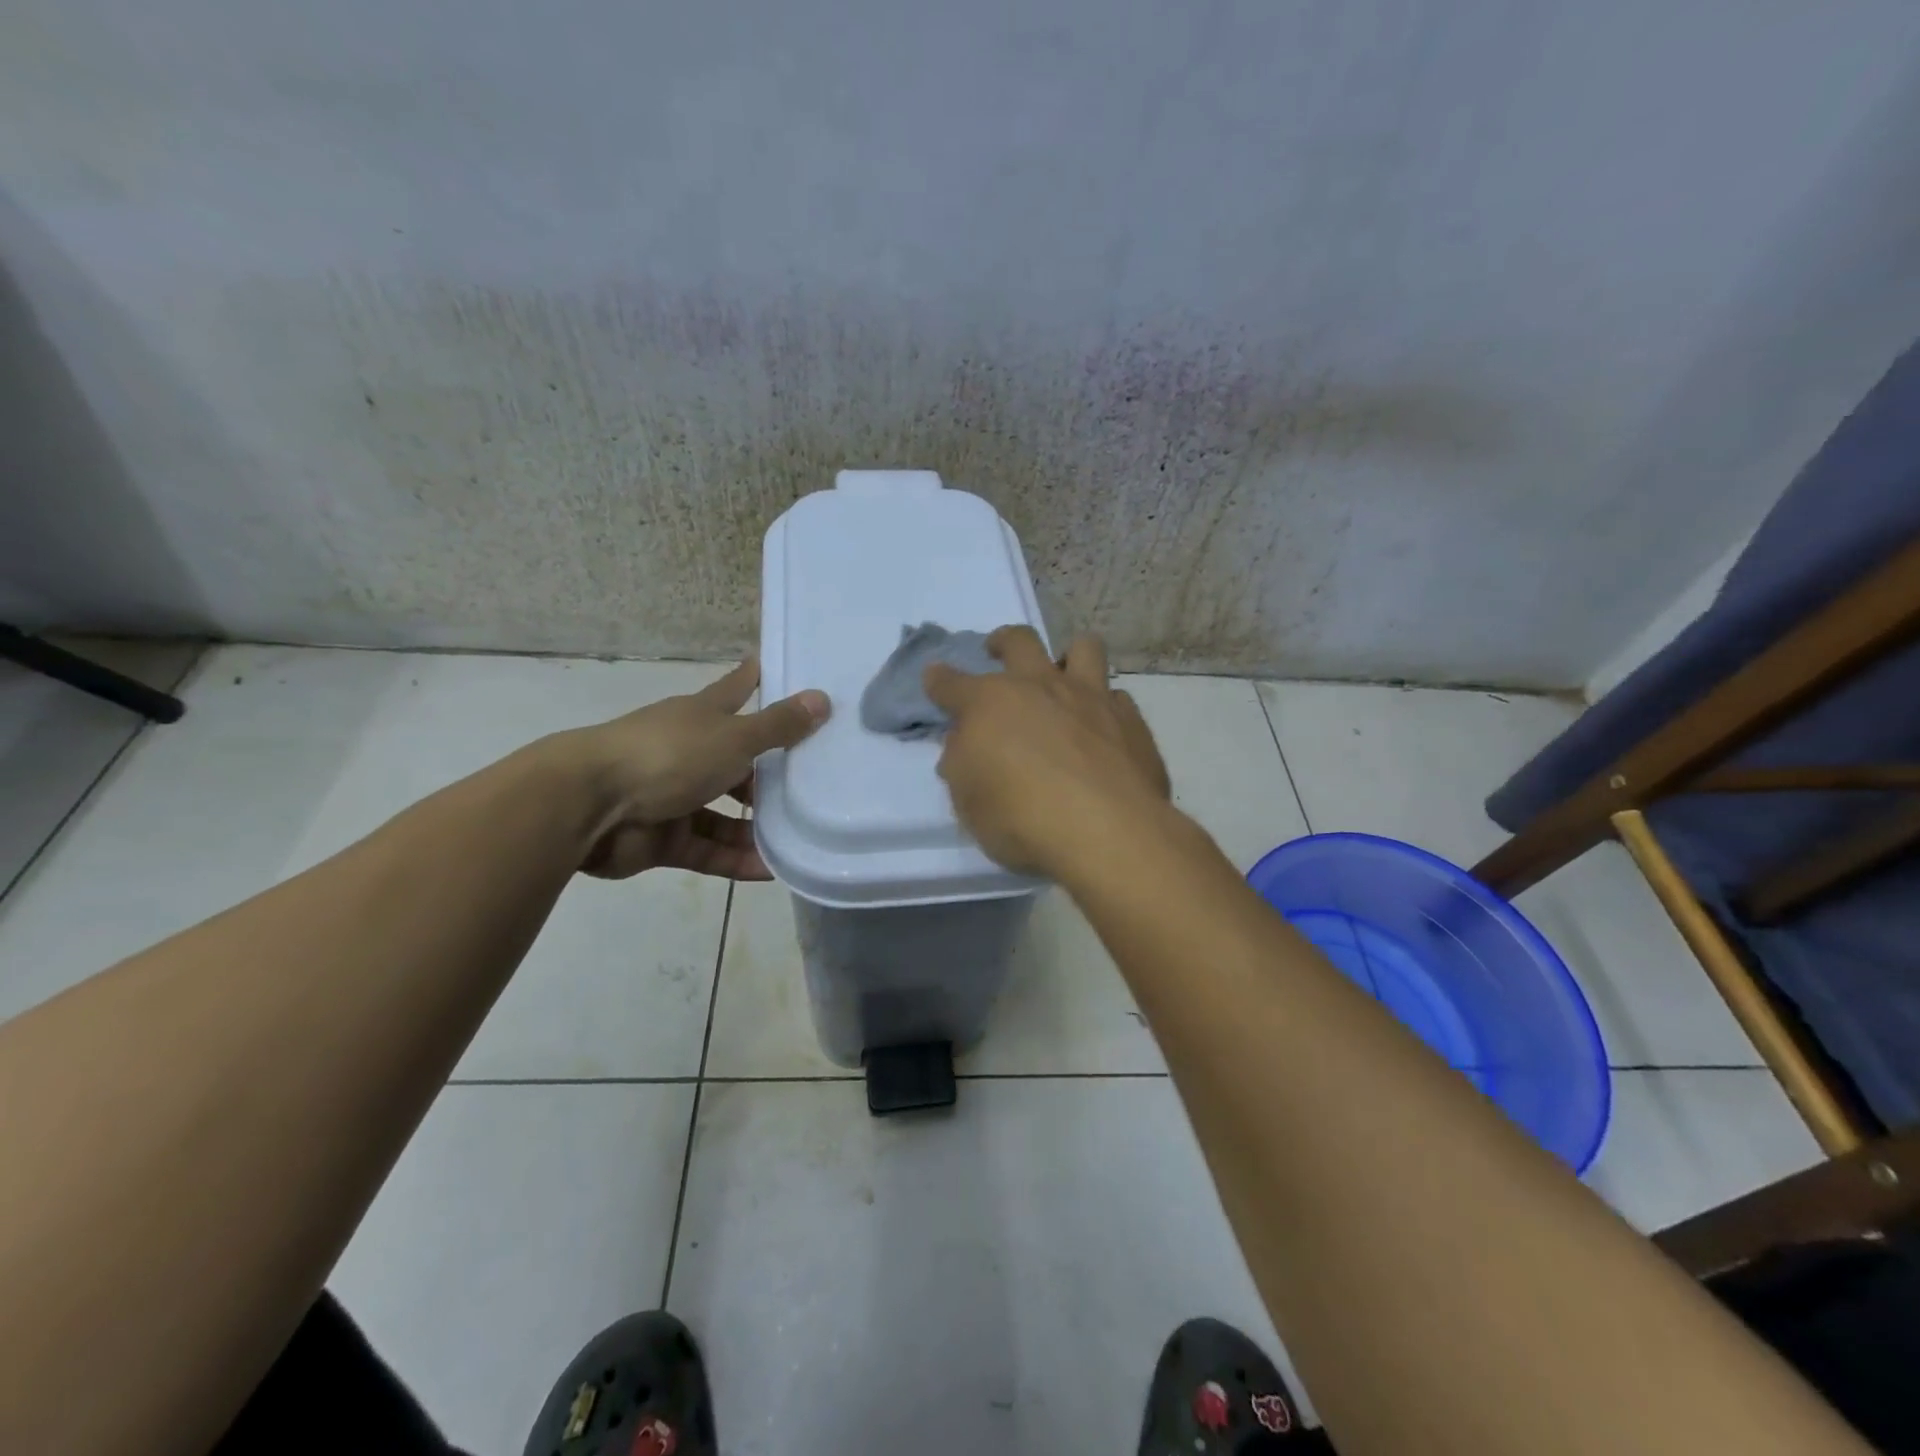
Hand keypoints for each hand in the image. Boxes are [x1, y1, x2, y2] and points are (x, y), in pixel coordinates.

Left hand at [559, 660, 829, 879]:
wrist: (588, 805)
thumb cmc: (668, 756)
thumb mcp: (733, 738)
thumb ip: (778, 726)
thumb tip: (822, 698)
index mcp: (701, 717)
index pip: (736, 690)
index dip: (755, 679)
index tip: (775, 667)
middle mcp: (689, 752)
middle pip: (737, 760)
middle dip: (770, 773)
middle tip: (815, 782)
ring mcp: (674, 797)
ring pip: (725, 812)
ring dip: (757, 826)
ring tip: (800, 836)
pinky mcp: (664, 838)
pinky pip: (709, 850)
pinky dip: (736, 860)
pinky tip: (771, 870)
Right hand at [923, 627, 1170, 877]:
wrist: (1106, 832)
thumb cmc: (1022, 820)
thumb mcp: (969, 803)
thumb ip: (962, 764)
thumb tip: (963, 744)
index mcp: (990, 703)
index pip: (952, 683)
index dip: (939, 680)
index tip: (935, 679)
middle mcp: (1040, 687)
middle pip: (1019, 641)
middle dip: (1002, 642)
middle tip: (997, 652)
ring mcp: (1091, 697)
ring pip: (1083, 648)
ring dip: (1069, 657)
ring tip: (1064, 677)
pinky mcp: (1131, 720)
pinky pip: (1117, 696)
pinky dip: (1105, 707)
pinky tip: (1102, 730)